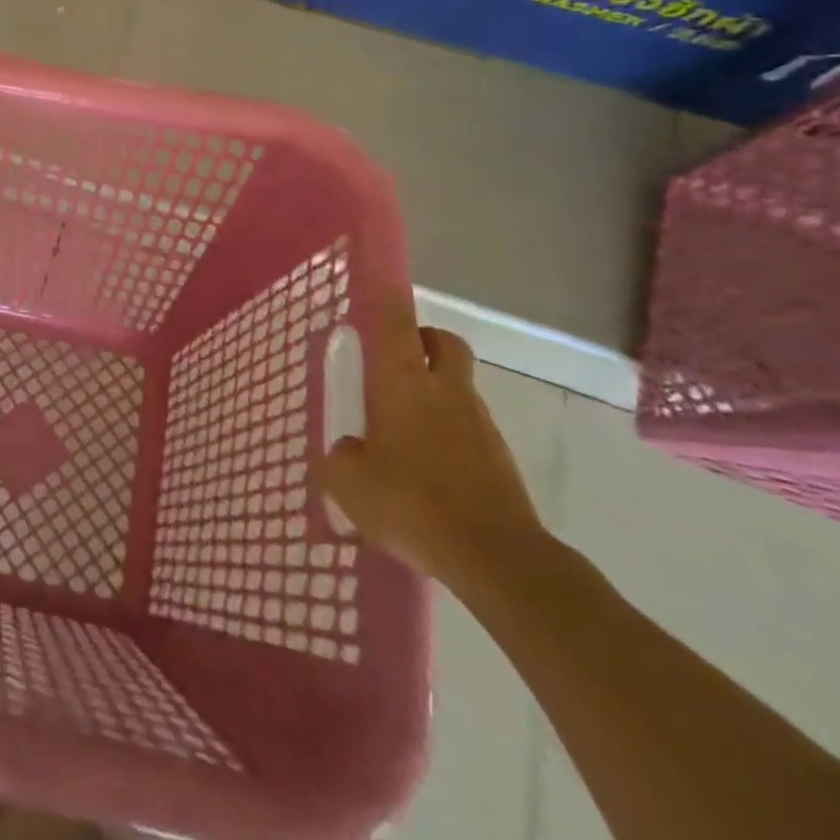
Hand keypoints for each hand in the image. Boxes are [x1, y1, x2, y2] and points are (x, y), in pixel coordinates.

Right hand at [316, 304, 546, 591]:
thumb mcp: (349, 484)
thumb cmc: (411, 503)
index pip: (397, 324)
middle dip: (423, 339)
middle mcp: (444, 391)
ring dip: (435, 391)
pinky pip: (468, 427)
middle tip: (396, 358)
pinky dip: (449, 432)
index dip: (388, 298)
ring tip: (403, 428)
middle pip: (443, 343)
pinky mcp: (499, 458)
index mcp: (403, 383)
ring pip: (457, 386)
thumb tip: (347, 451)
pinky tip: (427, 469)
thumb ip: (339, 459)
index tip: (381, 282)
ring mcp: (478, 423)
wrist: (496, 557)